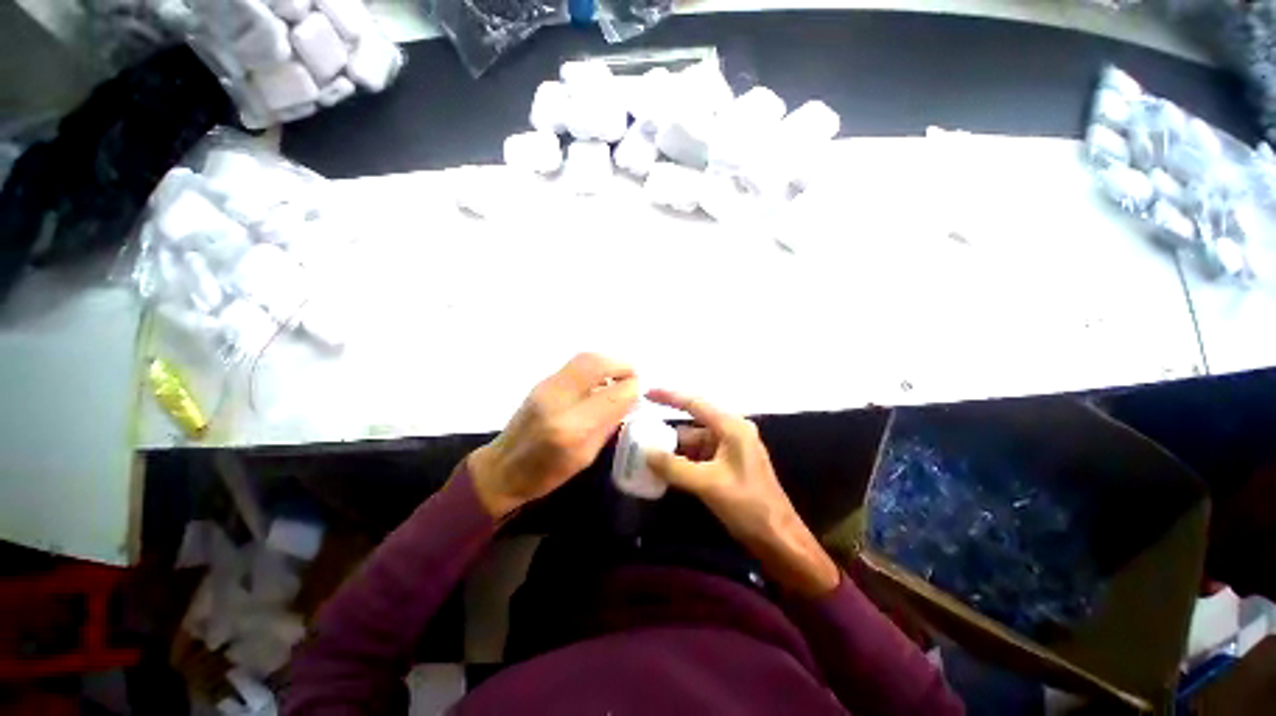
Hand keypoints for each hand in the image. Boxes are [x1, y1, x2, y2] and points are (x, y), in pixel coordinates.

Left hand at [468, 354, 639, 518]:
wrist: (502, 469)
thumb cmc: (546, 474)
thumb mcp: (586, 456)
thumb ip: (609, 424)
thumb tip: (629, 398)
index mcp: (571, 428)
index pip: (612, 395)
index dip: (632, 388)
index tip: (641, 390)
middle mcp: (558, 399)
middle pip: (596, 364)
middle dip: (621, 365)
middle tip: (633, 375)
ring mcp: (546, 386)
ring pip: (585, 358)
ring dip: (608, 363)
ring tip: (619, 376)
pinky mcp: (542, 382)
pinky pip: (575, 365)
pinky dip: (594, 367)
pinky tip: (600, 380)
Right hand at [645, 389, 840, 597]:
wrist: (778, 538)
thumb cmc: (748, 506)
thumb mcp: (708, 484)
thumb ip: (674, 467)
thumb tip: (646, 453)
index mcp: (732, 427)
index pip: (695, 403)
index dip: (669, 396)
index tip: (646, 394)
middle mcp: (732, 431)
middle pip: (693, 425)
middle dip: (668, 433)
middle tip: (642, 436)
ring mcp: (731, 448)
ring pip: (695, 442)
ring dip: (675, 450)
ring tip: (648, 456)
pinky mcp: (729, 464)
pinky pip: (700, 456)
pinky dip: (684, 461)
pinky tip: (667, 471)